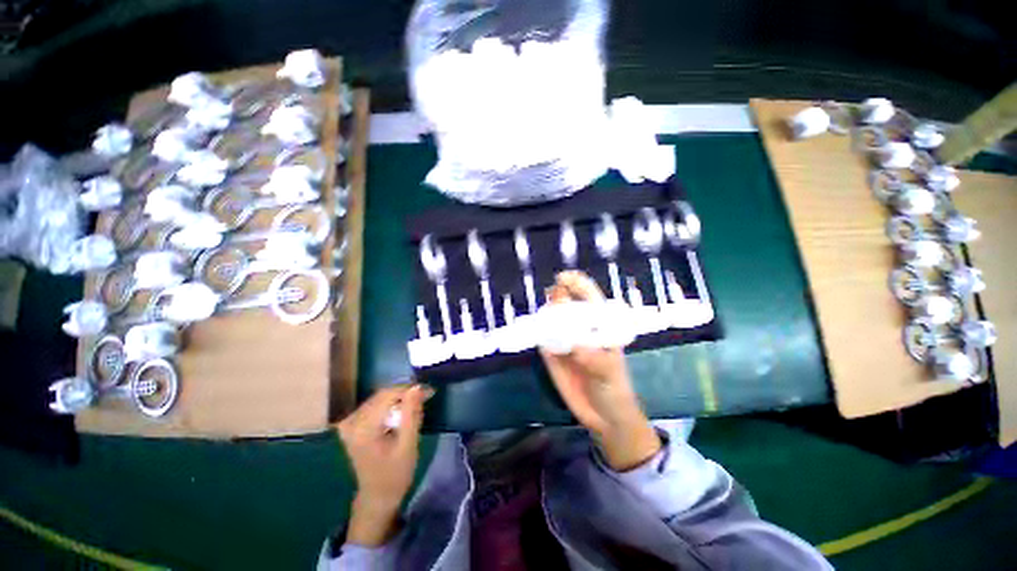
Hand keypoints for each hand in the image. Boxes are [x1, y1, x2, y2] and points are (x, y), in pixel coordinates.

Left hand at [337, 383, 432, 545]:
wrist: (377, 496)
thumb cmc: (395, 474)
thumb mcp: (408, 444)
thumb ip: (411, 414)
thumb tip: (417, 387)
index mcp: (363, 428)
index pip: (388, 395)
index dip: (410, 390)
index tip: (430, 391)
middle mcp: (351, 422)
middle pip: (382, 395)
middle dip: (405, 393)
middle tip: (426, 396)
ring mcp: (349, 424)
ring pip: (379, 398)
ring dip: (399, 398)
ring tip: (417, 403)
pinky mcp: (351, 426)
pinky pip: (373, 405)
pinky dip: (389, 405)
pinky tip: (400, 411)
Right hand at [539, 271, 660, 471]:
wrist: (602, 416)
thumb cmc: (614, 388)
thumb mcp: (610, 373)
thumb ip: (595, 359)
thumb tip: (576, 346)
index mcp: (599, 324)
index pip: (589, 295)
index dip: (576, 283)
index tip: (563, 278)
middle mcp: (579, 326)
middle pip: (566, 302)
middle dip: (557, 295)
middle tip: (551, 297)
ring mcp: (563, 338)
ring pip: (551, 317)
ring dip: (544, 311)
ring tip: (542, 316)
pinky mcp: (550, 352)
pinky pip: (541, 337)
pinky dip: (535, 330)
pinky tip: (532, 329)